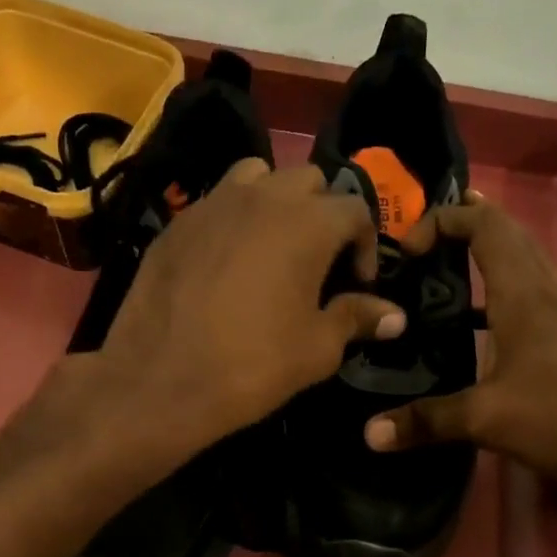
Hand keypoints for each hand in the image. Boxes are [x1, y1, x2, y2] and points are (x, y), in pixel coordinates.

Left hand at [90, 161, 404, 450]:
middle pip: (308, 182)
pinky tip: (226, 261)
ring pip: (258, 177)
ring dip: (275, 201)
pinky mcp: (177, 223)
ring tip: (271, 245)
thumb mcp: (317, 349)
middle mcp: (263, 196)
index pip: (355, 209)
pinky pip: (216, 202)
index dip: (365, 245)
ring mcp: (213, 204)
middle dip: (322, 214)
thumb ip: (357, 318)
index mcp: (309, 222)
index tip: (357, 283)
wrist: (161, 379)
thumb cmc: (252, 364)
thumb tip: (396, 316)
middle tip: (317, 261)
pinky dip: (233, 218)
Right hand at [362, 192, 556, 489]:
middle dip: (469, 226)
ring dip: (490, 263)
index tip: (409, 245)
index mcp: (524, 296)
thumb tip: (370, 433)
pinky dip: (506, 302)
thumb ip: (427, 421)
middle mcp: (550, 295)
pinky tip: (489, 340)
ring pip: (527, 271)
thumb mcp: (488, 419)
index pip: (486, 227)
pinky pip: (537, 304)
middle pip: (511, 238)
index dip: (445, 219)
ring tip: (449, 282)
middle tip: (427, 239)